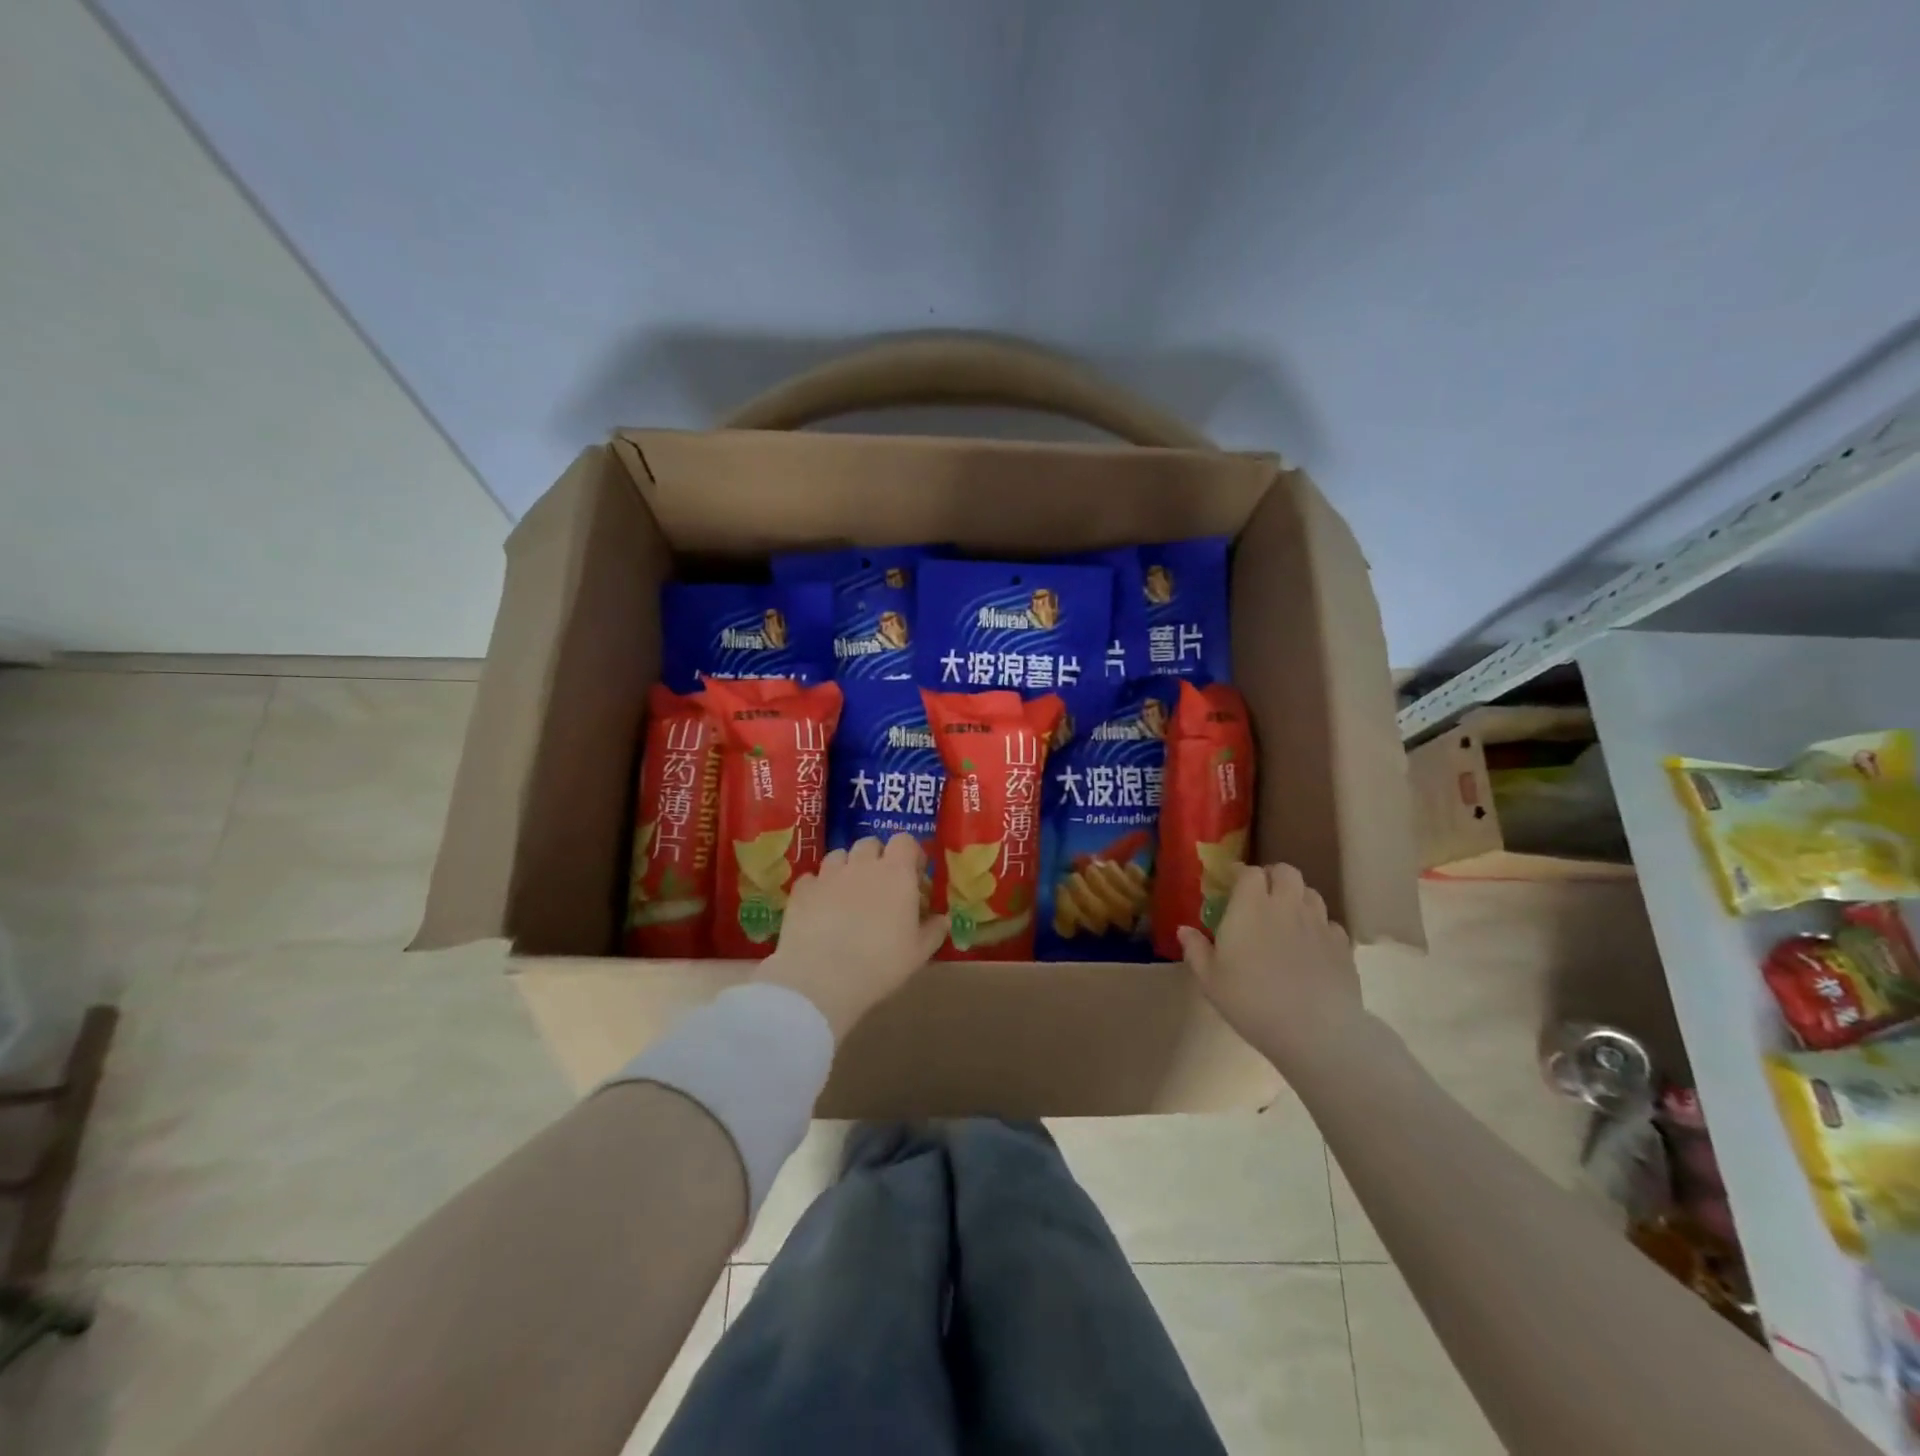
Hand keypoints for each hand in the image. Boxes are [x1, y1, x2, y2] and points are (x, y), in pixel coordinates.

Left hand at [755, 834, 947, 1040]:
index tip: (913, 873)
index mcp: (896, 873)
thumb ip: (933, 931)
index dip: (909, 853)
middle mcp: (862, 864)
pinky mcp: (802, 890)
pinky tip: (819, 908)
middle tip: (880, 884)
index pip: (905, 841)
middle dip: (877, 857)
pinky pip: (811, 878)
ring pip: (838, 855)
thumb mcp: (918, 953)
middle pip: (870, 843)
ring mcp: (828, 875)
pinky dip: (818, 887)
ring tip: (848, 893)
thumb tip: (943, 919)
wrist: (822, 977)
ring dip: (846, 867)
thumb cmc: (880, 964)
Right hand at [1177, 862, 1364, 1073]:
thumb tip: (1184, 930)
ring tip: (1286, 917)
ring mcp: (1319, 923)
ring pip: (1310, 893)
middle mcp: (1286, 905)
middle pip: (1285, 872)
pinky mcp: (1342, 945)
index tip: (1231, 884)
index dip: (1240, 873)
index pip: (1249, 872)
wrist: (1315, 1032)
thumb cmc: (1252, 1001)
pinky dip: (1318, 926)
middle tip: (1261, 895)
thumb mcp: (1211, 980)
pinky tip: (1310, 945)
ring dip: (1296, 897)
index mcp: (1250, 906)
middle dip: (1272, 877)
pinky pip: (1330, 923)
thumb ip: (1196, 950)